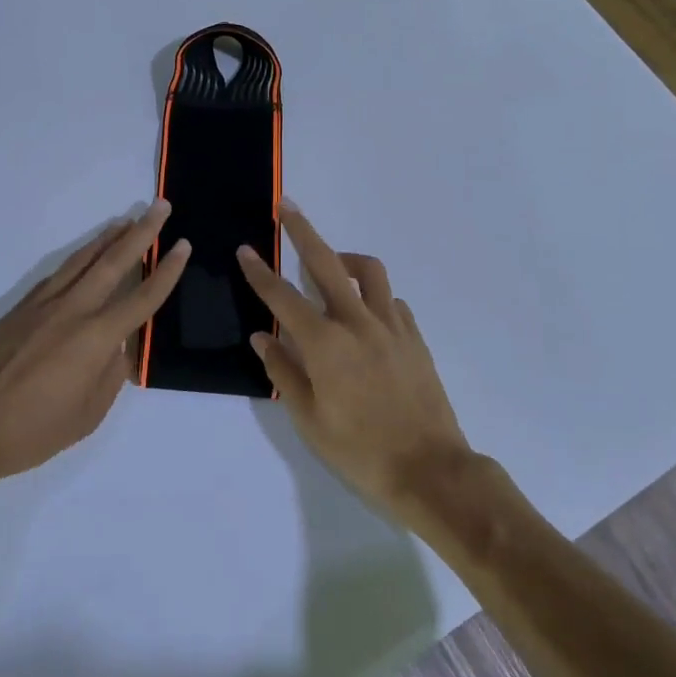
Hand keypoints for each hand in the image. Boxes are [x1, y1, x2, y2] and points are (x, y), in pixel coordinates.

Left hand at [0, 202, 190, 489]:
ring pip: (82, 261)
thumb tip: (118, 347)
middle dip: (142, 232)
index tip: (183, 245)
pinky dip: (78, 258)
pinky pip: (58, 274)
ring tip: (126, 220)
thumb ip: (110, 375)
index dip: (167, 271)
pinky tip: (84, 256)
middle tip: (160, 207)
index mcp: (96, 338)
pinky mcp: (20, 309)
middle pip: (113, 262)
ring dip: (107, 238)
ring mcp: (43, 305)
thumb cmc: (32, 431)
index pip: (142, 297)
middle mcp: (73, 310)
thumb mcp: (88, 415)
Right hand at [236, 202, 471, 520]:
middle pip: (326, 262)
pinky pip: (390, 299)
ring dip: (345, 258)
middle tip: (287, 207)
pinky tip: (364, 314)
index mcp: (326, 343)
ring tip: (331, 263)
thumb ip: (284, 371)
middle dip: (303, 231)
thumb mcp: (309, 419)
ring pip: (368, 271)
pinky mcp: (414, 336)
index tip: (245, 249)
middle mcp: (358, 322)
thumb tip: (263, 336)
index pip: (283, 297)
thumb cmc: (360, 450)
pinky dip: (372, 295)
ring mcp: (391, 325)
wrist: (430, 469)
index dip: (260, 272)